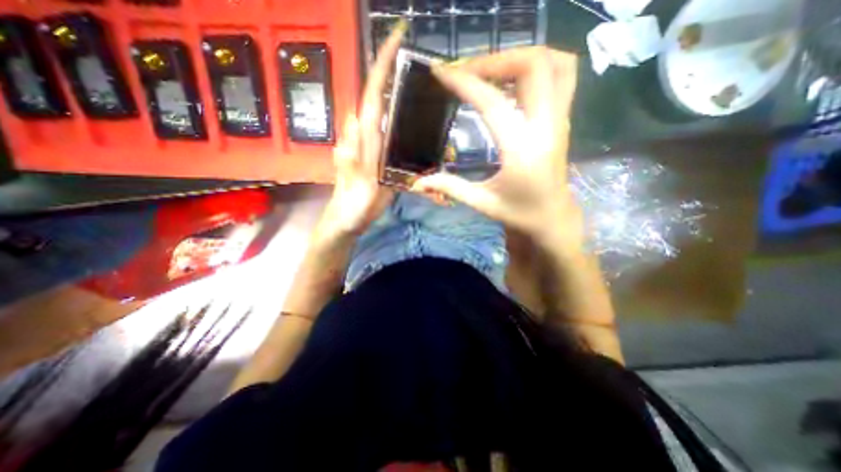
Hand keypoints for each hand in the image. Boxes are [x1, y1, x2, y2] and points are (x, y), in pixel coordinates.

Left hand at [319, 20, 407, 237]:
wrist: (350, 218)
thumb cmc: (352, 204)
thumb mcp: (355, 183)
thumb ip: (353, 155)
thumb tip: (356, 121)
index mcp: (363, 138)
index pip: (371, 93)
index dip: (382, 65)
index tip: (397, 36)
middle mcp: (368, 134)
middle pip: (381, 96)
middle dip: (397, 73)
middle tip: (425, 64)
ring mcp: (375, 144)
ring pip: (389, 114)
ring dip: (406, 99)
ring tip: (430, 93)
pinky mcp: (382, 155)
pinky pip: (393, 133)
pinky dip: (408, 125)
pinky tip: (422, 126)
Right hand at [413, 46, 585, 248]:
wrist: (552, 218)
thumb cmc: (519, 214)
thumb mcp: (482, 202)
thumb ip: (450, 187)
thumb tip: (418, 181)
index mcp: (521, 151)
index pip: (493, 104)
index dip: (465, 83)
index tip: (441, 73)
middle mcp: (546, 128)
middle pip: (534, 66)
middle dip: (495, 59)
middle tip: (467, 70)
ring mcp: (560, 120)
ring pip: (555, 64)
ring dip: (520, 57)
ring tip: (490, 70)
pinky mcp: (562, 120)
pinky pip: (560, 77)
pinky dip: (535, 67)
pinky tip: (510, 81)